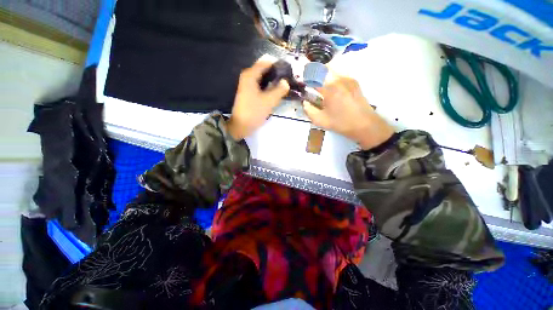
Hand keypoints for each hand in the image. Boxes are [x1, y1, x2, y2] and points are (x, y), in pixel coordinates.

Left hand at [228, 55, 289, 139]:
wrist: (241, 126)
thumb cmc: (253, 112)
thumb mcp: (269, 101)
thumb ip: (279, 90)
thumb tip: (286, 82)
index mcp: (250, 75)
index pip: (267, 62)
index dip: (278, 66)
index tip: (289, 72)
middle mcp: (248, 77)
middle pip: (265, 70)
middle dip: (277, 74)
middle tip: (289, 81)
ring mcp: (248, 85)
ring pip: (264, 78)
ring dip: (274, 82)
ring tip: (285, 87)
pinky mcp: (250, 93)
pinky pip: (262, 86)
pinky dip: (269, 88)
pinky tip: (276, 93)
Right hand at [303, 73, 393, 149]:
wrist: (364, 124)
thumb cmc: (341, 123)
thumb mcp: (321, 121)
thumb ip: (309, 110)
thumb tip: (305, 102)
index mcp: (330, 90)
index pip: (314, 77)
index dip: (306, 77)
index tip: (301, 80)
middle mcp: (339, 80)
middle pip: (323, 68)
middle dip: (313, 71)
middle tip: (308, 77)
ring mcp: (348, 79)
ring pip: (332, 68)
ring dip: (322, 71)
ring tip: (317, 79)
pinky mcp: (354, 81)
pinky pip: (340, 73)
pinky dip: (332, 74)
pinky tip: (329, 83)